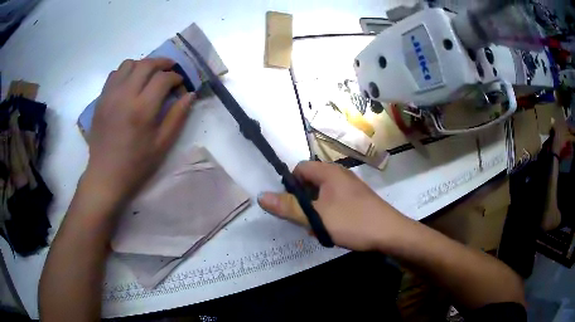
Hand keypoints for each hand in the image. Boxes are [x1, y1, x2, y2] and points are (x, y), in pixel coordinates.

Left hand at [86, 58, 195, 202]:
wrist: (105, 175)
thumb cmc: (136, 164)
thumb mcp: (162, 145)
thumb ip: (177, 116)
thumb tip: (190, 95)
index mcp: (142, 109)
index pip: (163, 79)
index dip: (175, 77)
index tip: (180, 83)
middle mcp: (125, 96)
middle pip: (146, 64)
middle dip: (162, 63)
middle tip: (170, 69)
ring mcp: (110, 96)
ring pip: (128, 64)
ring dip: (142, 65)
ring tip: (148, 75)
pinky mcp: (101, 100)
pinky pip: (114, 74)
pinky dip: (125, 73)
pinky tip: (130, 84)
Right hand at [258, 161, 410, 250]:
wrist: (390, 233)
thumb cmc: (352, 221)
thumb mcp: (316, 217)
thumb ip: (288, 207)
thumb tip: (261, 196)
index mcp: (329, 172)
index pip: (300, 168)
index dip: (290, 185)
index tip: (289, 205)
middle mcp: (340, 175)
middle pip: (310, 182)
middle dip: (303, 202)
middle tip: (305, 221)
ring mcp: (350, 188)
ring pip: (322, 196)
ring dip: (315, 211)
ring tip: (319, 229)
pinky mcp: (357, 200)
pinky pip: (335, 203)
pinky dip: (328, 214)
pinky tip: (333, 230)